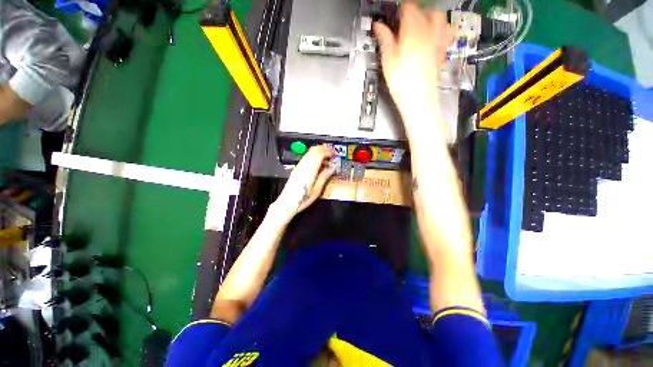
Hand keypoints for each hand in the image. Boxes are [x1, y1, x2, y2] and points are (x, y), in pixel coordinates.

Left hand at [272, 145, 335, 222]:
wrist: (287, 203)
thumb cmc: (302, 199)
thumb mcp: (317, 190)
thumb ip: (324, 176)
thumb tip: (332, 168)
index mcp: (309, 169)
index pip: (319, 153)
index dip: (328, 151)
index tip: (334, 154)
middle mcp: (303, 165)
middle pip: (313, 150)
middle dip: (324, 149)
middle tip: (332, 153)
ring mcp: (299, 166)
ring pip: (309, 152)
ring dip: (319, 152)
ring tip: (327, 158)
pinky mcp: (296, 169)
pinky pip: (306, 157)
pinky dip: (314, 156)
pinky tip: (318, 164)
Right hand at [373, 4, 452, 128]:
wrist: (418, 99)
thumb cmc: (401, 82)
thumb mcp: (388, 61)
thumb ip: (384, 40)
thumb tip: (378, 26)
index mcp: (412, 32)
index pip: (408, 9)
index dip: (401, 9)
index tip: (395, 13)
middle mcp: (428, 33)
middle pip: (426, 11)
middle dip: (416, 11)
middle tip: (406, 18)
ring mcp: (437, 42)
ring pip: (439, 19)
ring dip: (430, 17)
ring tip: (421, 23)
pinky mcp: (441, 52)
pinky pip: (445, 34)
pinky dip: (440, 29)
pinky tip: (434, 35)